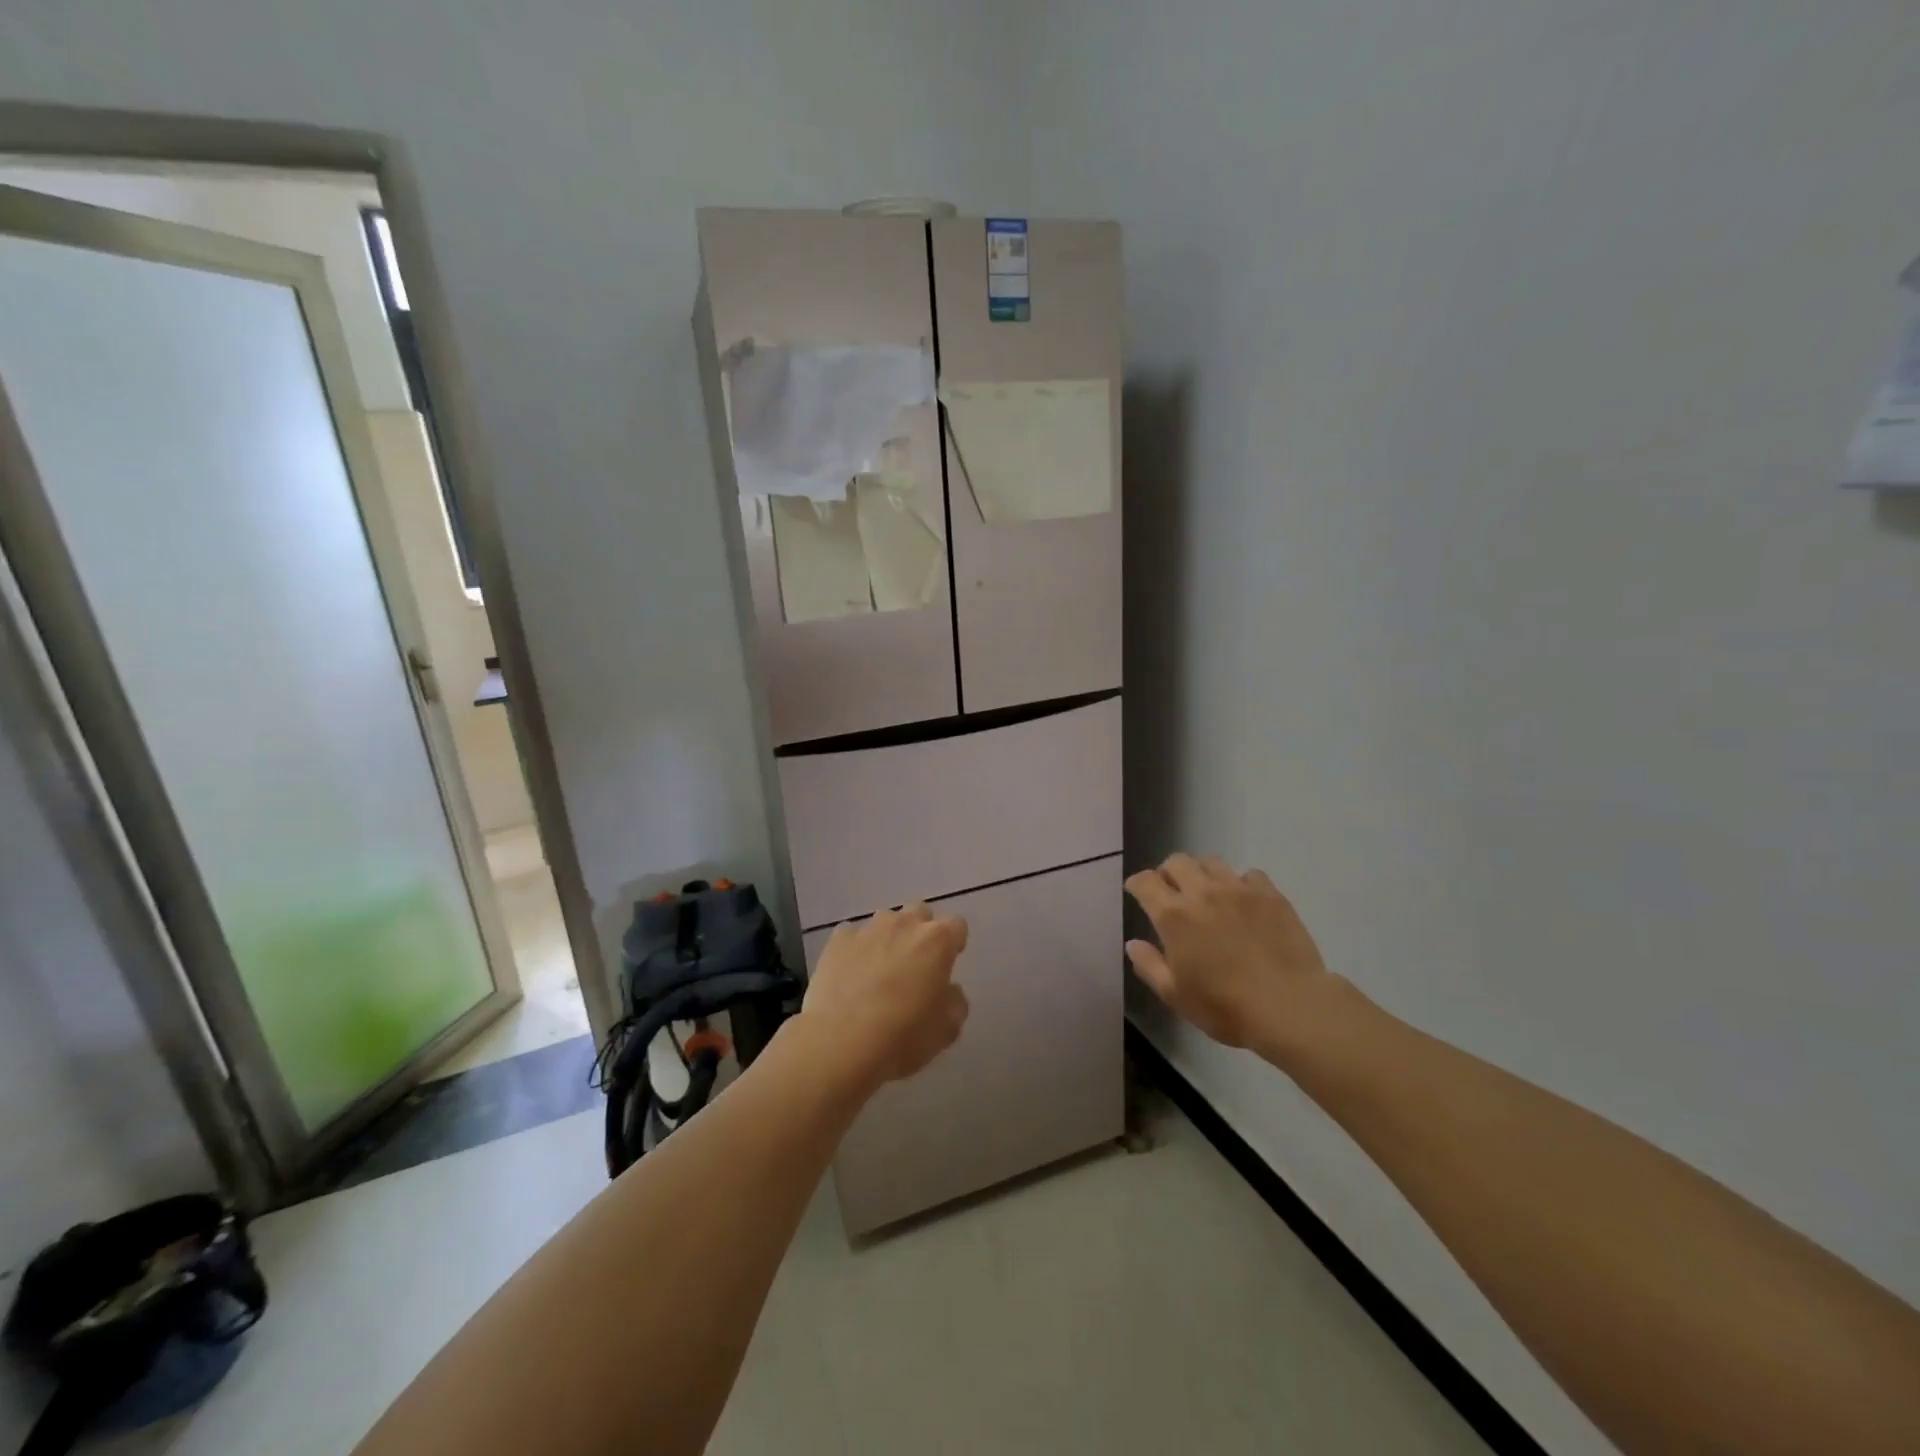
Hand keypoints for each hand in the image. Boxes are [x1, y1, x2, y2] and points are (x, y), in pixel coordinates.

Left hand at [801, 903, 969, 1088]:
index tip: (947, 965)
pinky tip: (850, 976)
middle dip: (921, 932)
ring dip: (888, 939)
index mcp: (937, 941)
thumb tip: (948, 990)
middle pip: (920, 913)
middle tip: (915, 965)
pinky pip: (852, 937)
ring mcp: (868, 929)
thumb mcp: (947, 1029)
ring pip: (885, 921)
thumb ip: (955, 1001)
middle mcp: (904, 924)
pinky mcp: (838, 940)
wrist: (839, 1043)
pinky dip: (856, 950)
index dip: (954, 944)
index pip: (956, 926)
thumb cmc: (902, 1037)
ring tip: (879, 972)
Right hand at [1124, 854, 1344, 1057]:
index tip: (1136, 891)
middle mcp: (1202, 892)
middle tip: (1171, 892)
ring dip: (1201, 873)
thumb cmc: (1225, 1006)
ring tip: (1207, 893)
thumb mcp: (1175, 994)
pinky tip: (1244, 902)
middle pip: (1177, 862)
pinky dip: (1240, 883)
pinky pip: (1249, 875)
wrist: (1290, 1006)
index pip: (1145, 882)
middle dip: (1167, 872)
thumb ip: (1149, 965)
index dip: (1137, 883)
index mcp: (1174, 915)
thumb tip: (1132, 943)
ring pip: (1211, 862)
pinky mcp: (1270, 895)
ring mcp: (1239, 890)